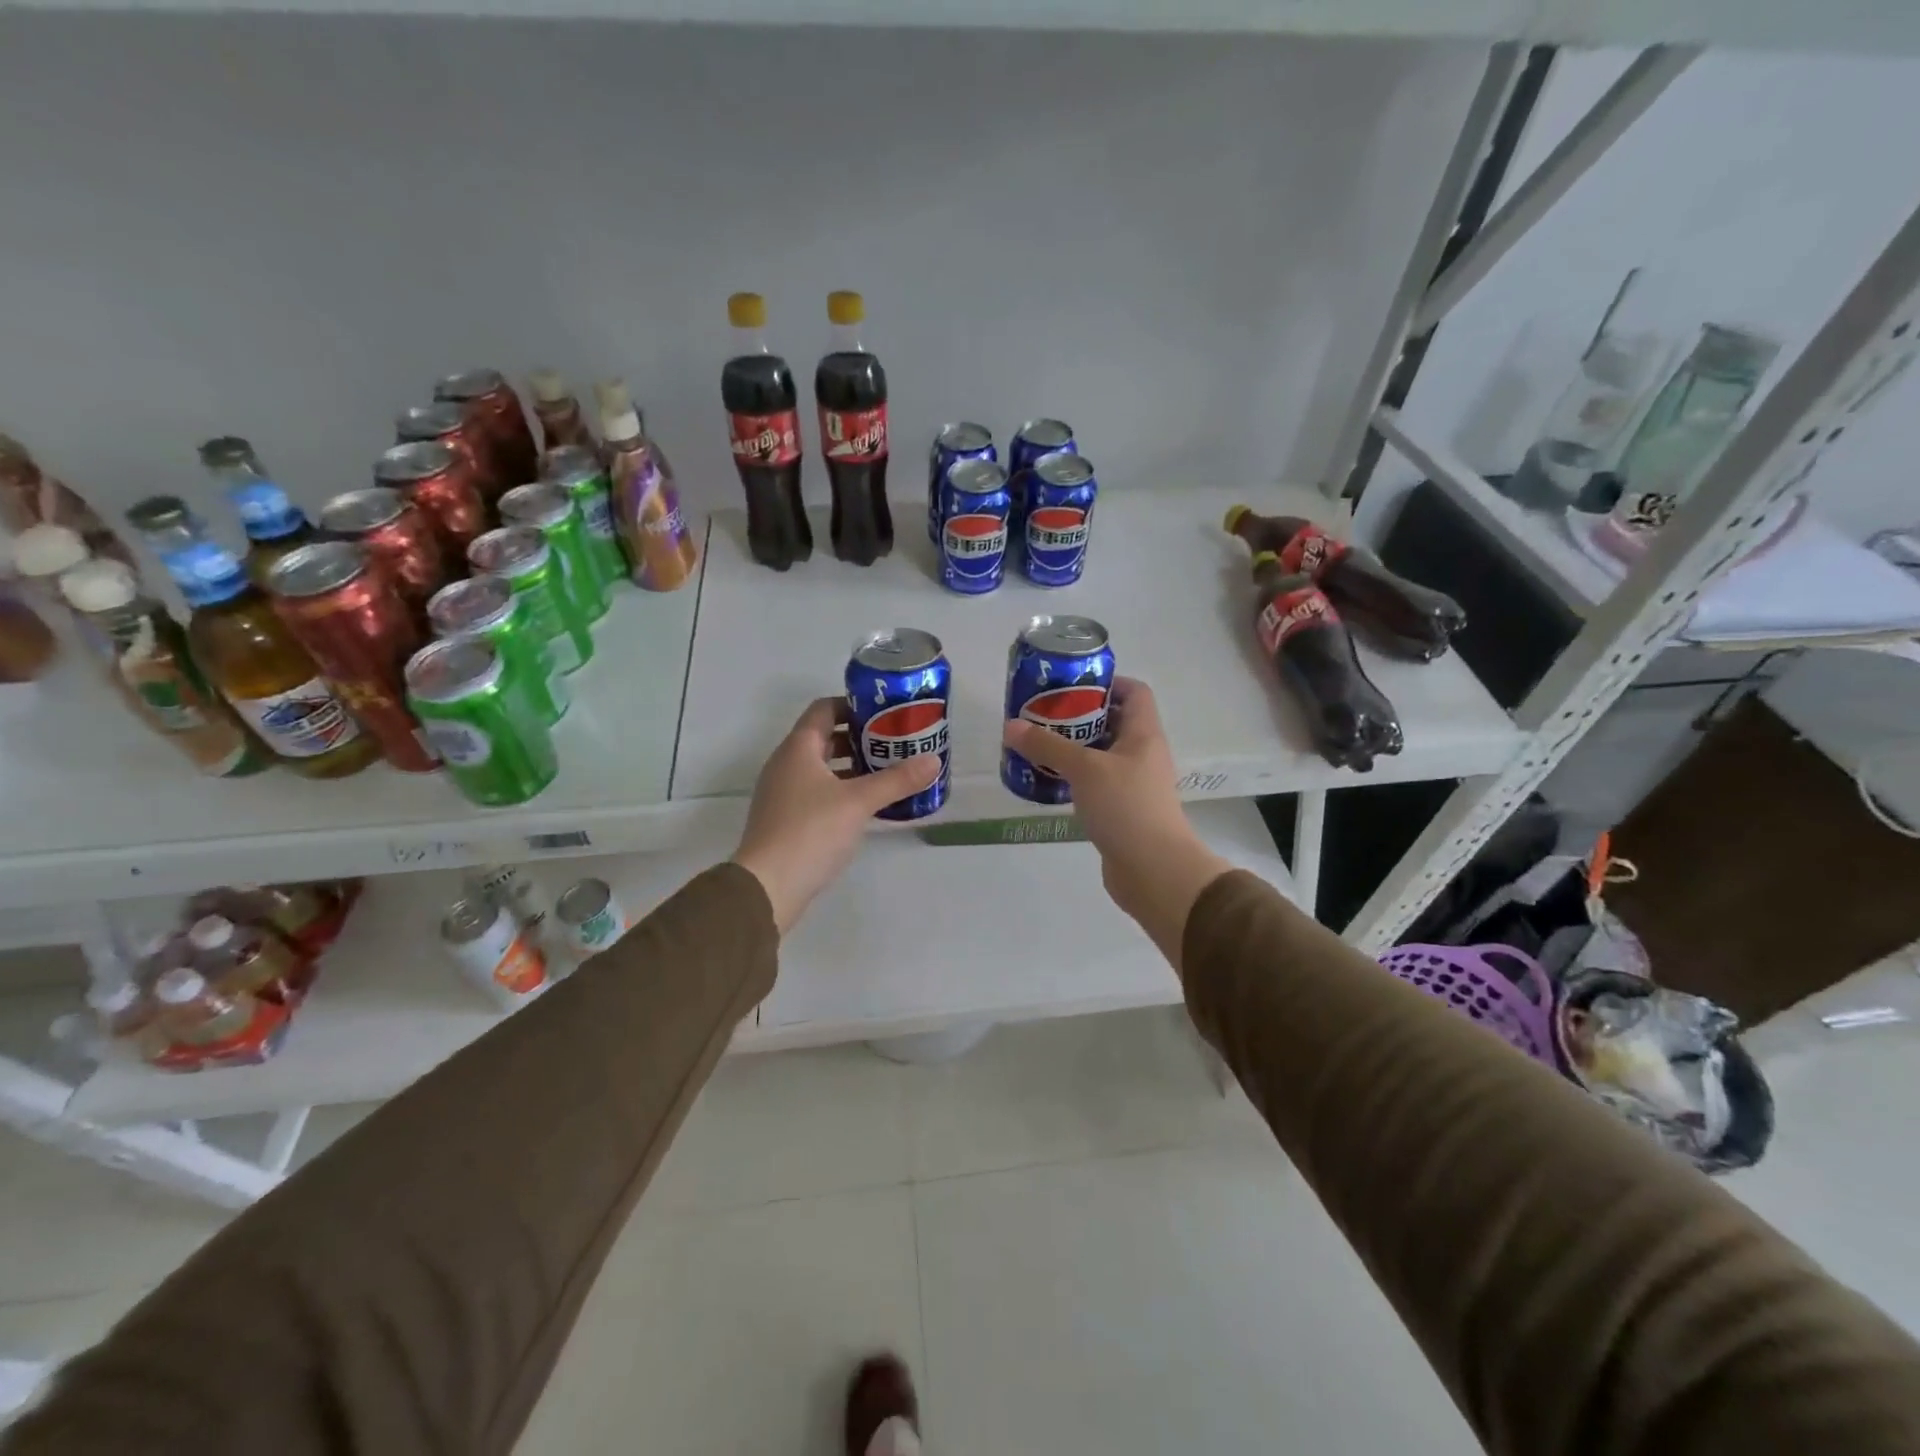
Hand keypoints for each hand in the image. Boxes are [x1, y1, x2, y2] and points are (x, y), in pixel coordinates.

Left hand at [733, 698, 941, 934]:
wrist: (767, 886)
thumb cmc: (811, 831)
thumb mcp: (859, 802)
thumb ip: (897, 780)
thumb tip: (934, 760)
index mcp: (798, 748)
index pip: (824, 709)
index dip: (853, 706)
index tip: (885, 713)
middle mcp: (786, 764)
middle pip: (824, 738)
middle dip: (859, 738)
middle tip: (894, 744)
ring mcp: (783, 793)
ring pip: (822, 768)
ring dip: (852, 766)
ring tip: (887, 772)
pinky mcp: (786, 819)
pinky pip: (818, 792)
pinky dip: (842, 791)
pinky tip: (867, 806)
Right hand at [1002, 678, 1230, 969]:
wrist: (1155, 870)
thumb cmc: (1126, 807)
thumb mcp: (1084, 769)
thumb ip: (1048, 746)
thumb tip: (1011, 726)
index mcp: (1144, 734)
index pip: (1134, 692)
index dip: (1107, 682)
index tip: (1071, 684)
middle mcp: (1143, 754)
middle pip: (1114, 722)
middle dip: (1079, 715)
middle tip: (1043, 714)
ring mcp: (1134, 784)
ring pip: (1102, 755)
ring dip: (1074, 748)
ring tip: (1038, 744)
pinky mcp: (1123, 810)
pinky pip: (1097, 783)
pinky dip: (1075, 778)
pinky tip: (1049, 780)